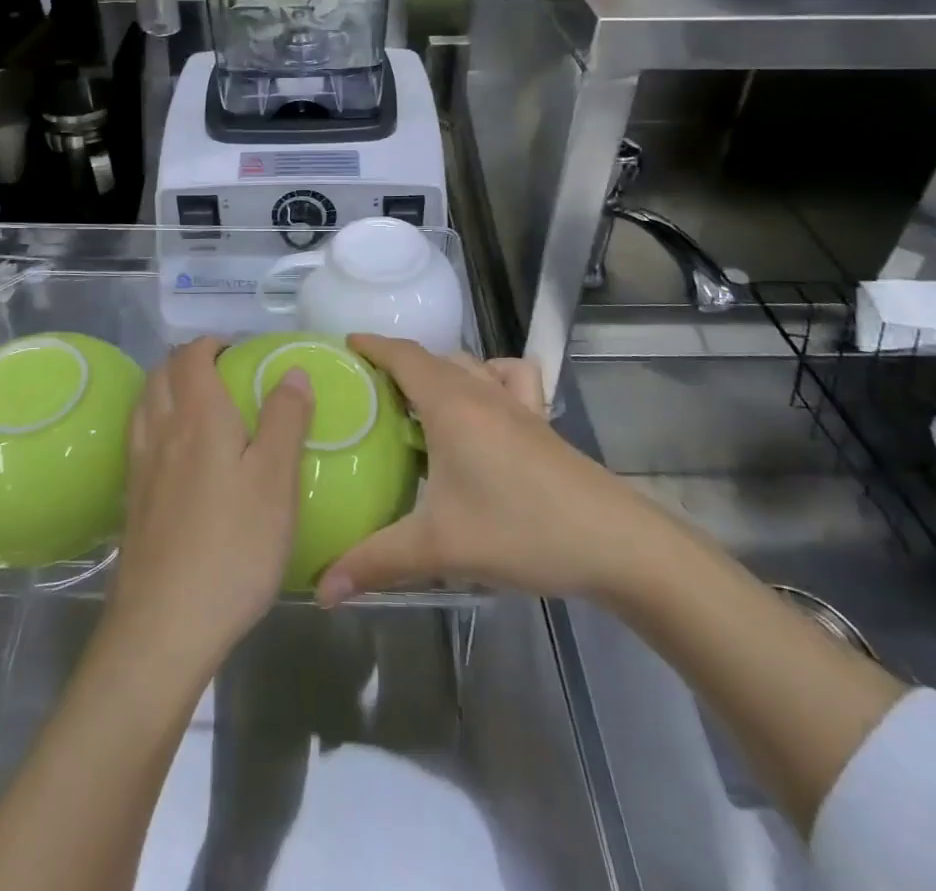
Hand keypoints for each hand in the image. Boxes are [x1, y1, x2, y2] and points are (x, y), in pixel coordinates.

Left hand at [107, 337, 314, 672]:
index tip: (237, 351)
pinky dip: (154, 423)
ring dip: (166, 388)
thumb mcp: (276, 480)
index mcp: (197, 416)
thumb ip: (285, 419)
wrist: (164, 626)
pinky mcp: (131, 502)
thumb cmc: (233, 546)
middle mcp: (161, 431)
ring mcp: (139, 468)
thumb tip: (292, 371)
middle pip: (161, 374)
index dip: (211, 344)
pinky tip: (175, 454)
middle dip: (186, 361)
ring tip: (196, 405)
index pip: (192, 357)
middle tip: (220, 374)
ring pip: (144, 404)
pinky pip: (138, 439)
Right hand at [318, 335, 641, 605]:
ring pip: (469, 365)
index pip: (404, 355)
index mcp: (450, 404)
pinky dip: (489, 376)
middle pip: (433, 358)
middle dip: (398, 363)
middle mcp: (481, 391)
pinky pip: (509, 378)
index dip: (373, 345)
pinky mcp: (540, 421)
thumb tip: (321, 589)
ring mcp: (516, 404)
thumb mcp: (439, 547)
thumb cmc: (520, 530)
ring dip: (439, 370)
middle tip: (367, 389)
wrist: (614, 542)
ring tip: (416, 401)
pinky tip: (483, 405)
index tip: (345, 345)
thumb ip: (375, 561)